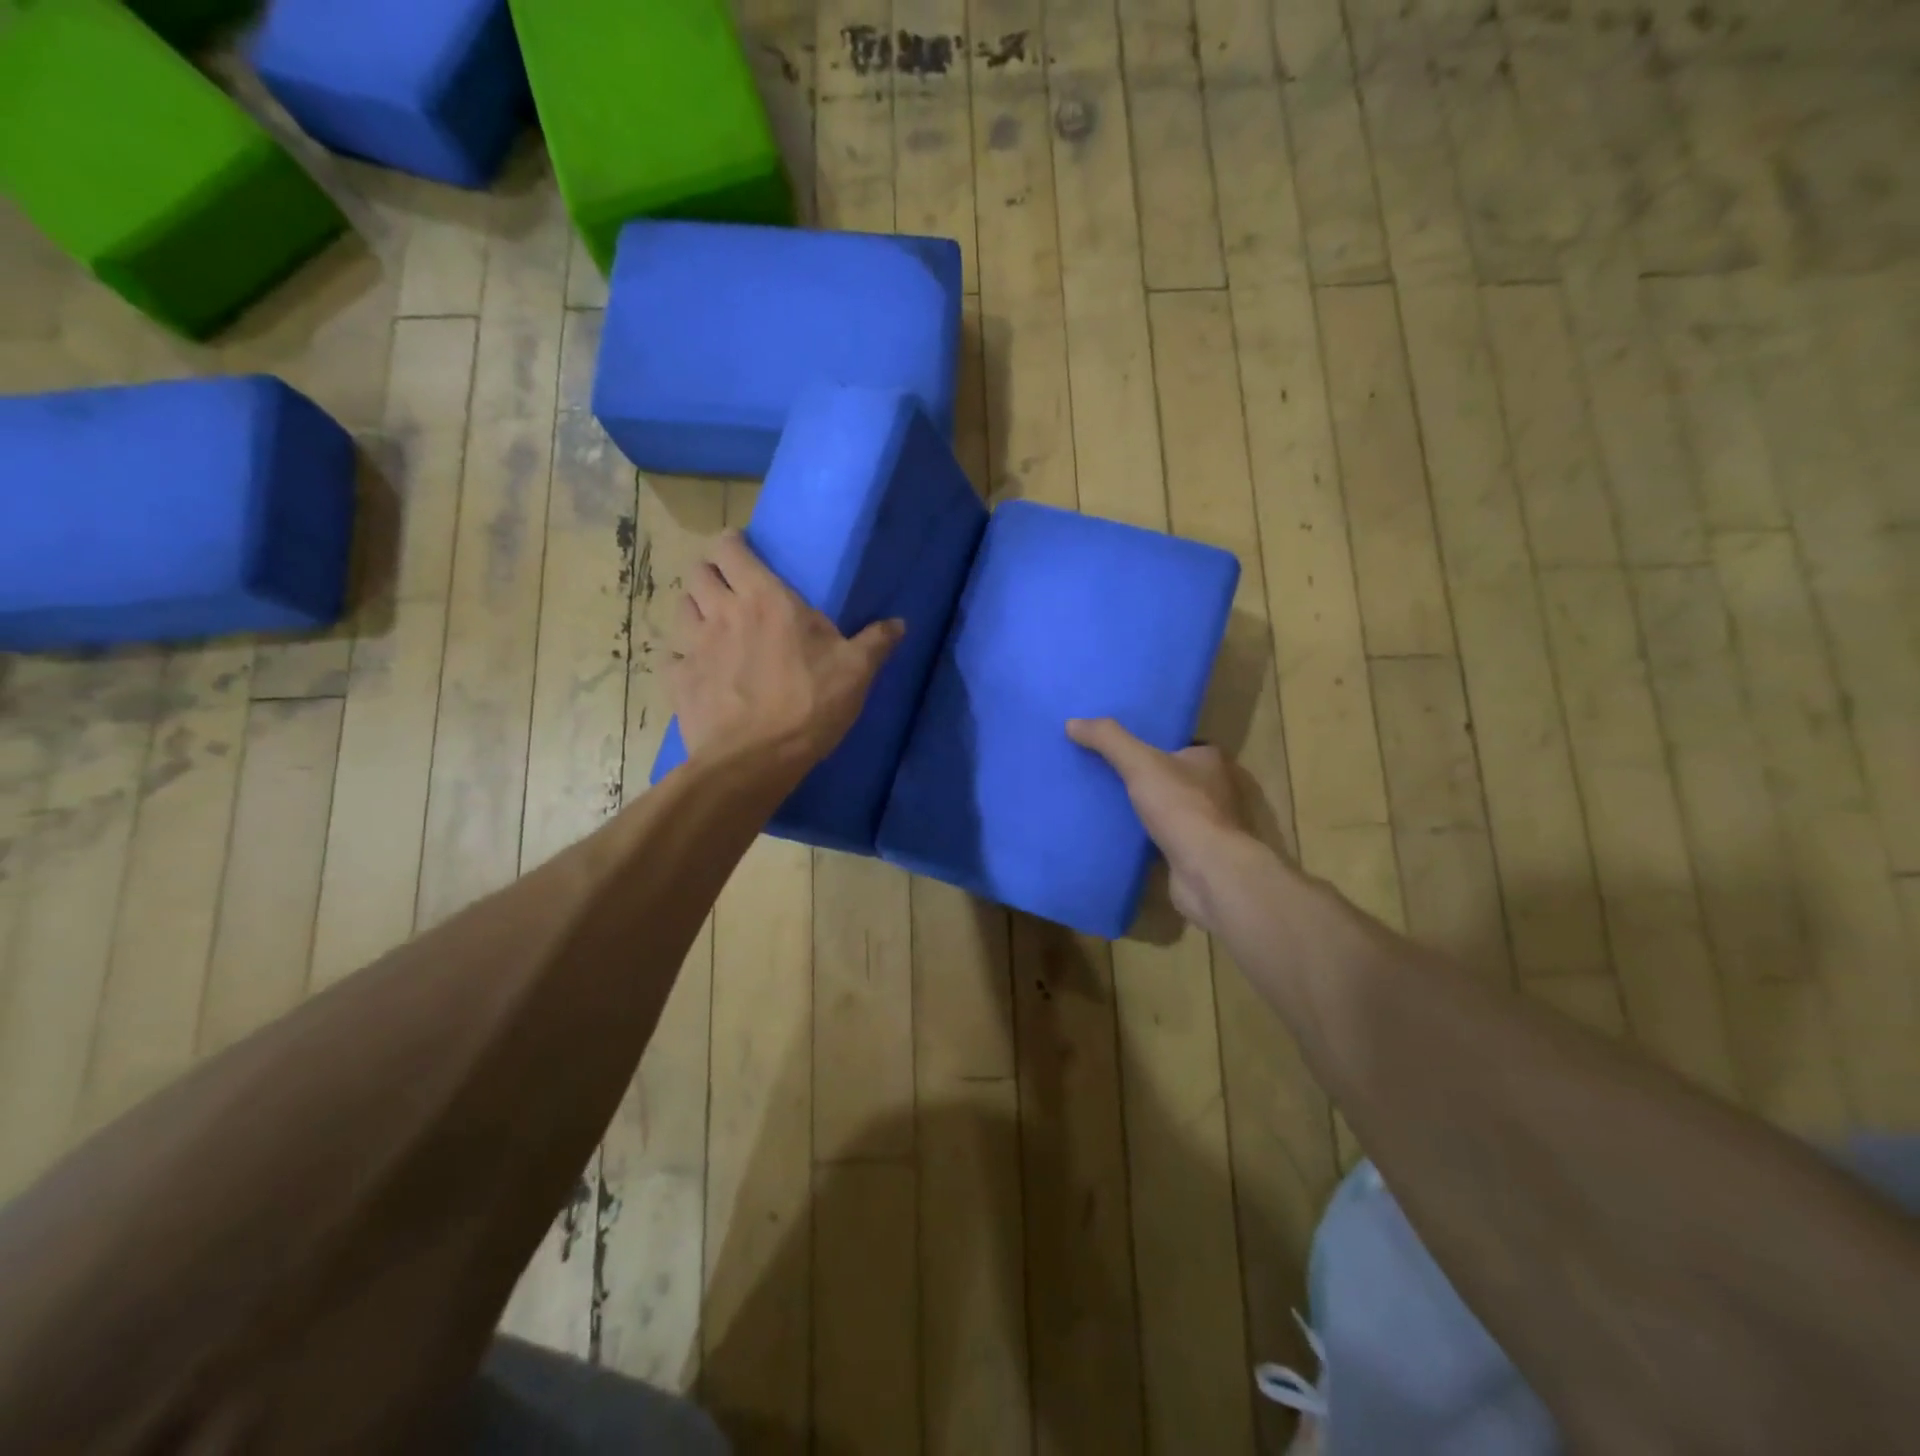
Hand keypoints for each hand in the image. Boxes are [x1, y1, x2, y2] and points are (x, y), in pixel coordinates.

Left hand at [670, 532, 902, 774]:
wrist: (755, 760)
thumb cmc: (810, 706)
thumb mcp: (856, 672)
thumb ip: (876, 642)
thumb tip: (900, 623)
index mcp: (765, 599)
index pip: (731, 549)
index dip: (732, 544)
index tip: (742, 549)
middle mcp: (722, 612)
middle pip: (698, 573)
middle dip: (711, 573)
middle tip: (729, 587)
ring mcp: (693, 646)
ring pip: (681, 607)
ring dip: (695, 608)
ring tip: (711, 623)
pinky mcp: (678, 680)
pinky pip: (671, 654)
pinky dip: (682, 654)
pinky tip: (698, 667)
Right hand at [1067, 718, 1253, 928]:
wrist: (1209, 872)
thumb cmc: (1182, 808)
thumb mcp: (1140, 763)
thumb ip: (1108, 740)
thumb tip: (1072, 722)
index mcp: (1210, 760)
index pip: (1179, 744)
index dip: (1151, 744)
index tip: (1119, 747)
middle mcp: (1215, 789)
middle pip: (1172, 776)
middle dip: (1145, 777)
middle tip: (1104, 774)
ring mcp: (1209, 824)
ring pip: (1169, 808)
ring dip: (1144, 809)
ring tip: (1105, 804)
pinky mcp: (1197, 853)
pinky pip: (1165, 837)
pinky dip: (1146, 837)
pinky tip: (1119, 836)